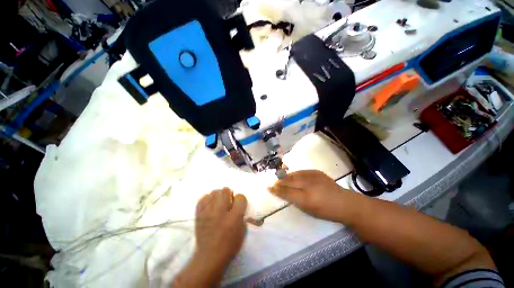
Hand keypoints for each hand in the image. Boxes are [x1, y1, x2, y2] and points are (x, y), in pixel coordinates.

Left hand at [195, 188, 247, 264]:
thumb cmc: (230, 245)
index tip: (239, 203)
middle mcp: (221, 211)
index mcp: (234, 216)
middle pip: (225, 190)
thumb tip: (238, 205)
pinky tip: (210, 205)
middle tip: (229, 202)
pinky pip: (203, 198)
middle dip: (229, 194)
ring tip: (219, 203)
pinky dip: (208, 199)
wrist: (210, 257)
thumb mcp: (243, 230)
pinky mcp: (199, 214)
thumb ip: (242, 214)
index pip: (240, 197)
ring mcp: (208, 212)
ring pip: (214, 192)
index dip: (240, 199)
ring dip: (219, 196)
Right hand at [269, 170, 355, 221]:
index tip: (269, 188)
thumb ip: (295, 200)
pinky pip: (301, 171)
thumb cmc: (326, 211)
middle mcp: (308, 185)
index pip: (287, 192)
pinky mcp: (316, 172)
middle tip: (273, 182)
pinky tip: (292, 175)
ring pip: (294, 175)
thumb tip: (284, 193)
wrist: (345, 202)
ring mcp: (313, 177)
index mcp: (306, 199)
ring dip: (285, 177)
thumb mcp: (309, 210)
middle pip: (289, 182)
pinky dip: (295, 174)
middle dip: (279, 182)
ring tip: (280, 178)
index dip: (277, 190)